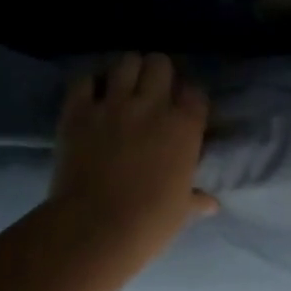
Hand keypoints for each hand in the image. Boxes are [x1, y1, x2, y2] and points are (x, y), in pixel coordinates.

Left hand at [47, 53, 217, 264]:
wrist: (95, 228)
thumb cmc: (149, 222)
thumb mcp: (181, 210)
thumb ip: (196, 199)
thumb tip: (211, 204)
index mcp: (185, 126)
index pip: (195, 92)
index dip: (188, 98)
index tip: (183, 109)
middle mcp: (153, 105)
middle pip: (160, 63)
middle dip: (157, 72)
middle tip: (151, 90)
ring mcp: (114, 104)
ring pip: (126, 62)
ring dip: (127, 72)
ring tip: (123, 86)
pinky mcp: (79, 111)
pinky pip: (84, 80)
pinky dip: (89, 84)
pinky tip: (91, 96)